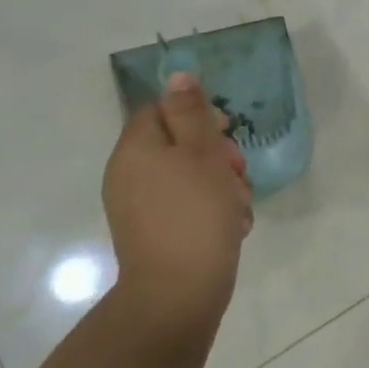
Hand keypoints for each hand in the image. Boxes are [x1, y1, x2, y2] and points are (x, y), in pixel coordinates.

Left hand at [101, 73, 253, 334]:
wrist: (179, 293)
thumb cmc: (195, 213)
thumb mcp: (202, 153)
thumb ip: (192, 112)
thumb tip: (177, 75)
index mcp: (136, 149)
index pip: (162, 110)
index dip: (197, 115)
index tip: (225, 132)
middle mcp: (130, 174)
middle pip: (180, 144)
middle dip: (218, 155)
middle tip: (237, 173)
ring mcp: (141, 207)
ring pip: (190, 177)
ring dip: (222, 185)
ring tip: (238, 207)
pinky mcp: (157, 234)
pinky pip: (187, 207)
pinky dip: (212, 211)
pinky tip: (232, 227)